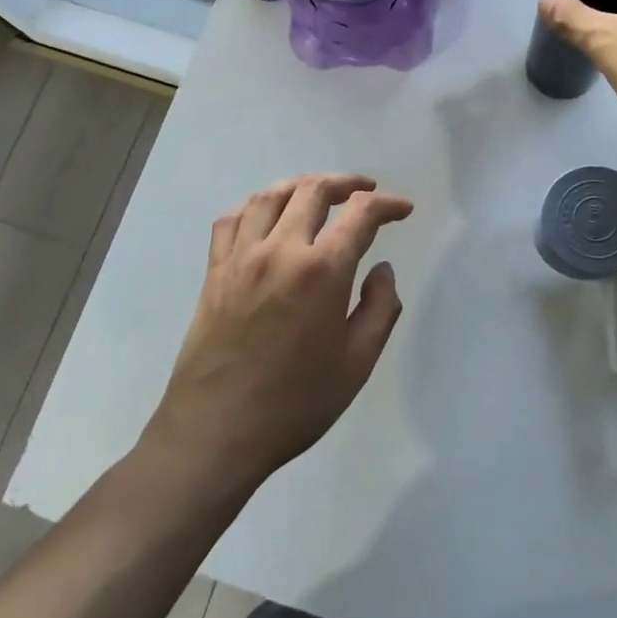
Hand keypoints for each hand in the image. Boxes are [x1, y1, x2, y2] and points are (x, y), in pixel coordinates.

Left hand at [146, 174, 413, 490]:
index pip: (360, 214)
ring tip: (319, 193)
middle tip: (364, 192)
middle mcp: (280, 250)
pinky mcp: (214, 272)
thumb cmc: (295, 403)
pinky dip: (255, 206)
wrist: (216, 433)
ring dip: (301, 186)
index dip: (386, 204)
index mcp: (322, 271)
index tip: (402, 209)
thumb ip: (380, 308)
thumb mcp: (357, 363)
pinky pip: (232, 220)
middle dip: (346, 184)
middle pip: (313, 190)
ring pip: (270, 196)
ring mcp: (241, 257)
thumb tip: (382, 270)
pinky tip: (267, 218)